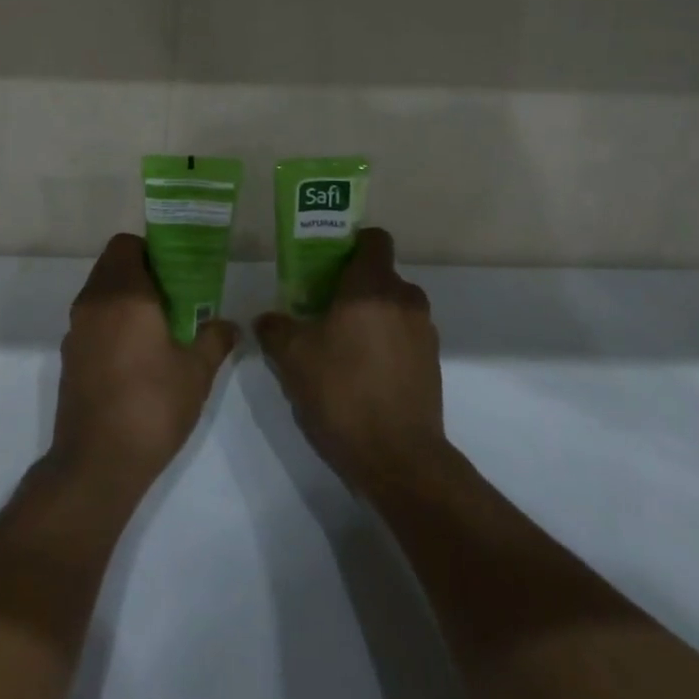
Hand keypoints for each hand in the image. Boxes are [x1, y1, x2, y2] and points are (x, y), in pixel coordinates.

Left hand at [49, 234, 239, 495]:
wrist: (97, 463)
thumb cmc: (152, 406)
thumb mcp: (196, 372)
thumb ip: (215, 339)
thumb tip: (229, 325)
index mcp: (124, 294)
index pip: (126, 245)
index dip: (151, 250)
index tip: (176, 271)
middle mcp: (94, 302)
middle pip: (112, 265)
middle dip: (141, 272)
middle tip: (174, 296)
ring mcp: (76, 329)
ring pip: (100, 292)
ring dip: (125, 297)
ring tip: (159, 325)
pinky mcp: (69, 355)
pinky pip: (92, 320)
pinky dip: (111, 322)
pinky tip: (136, 354)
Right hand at [255, 228, 450, 497]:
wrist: (398, 459)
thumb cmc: (343, 393)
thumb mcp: (293, 358)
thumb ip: (275, 329)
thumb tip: (266, 319)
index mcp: (373, 286)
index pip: (374, 239)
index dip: (350, 244)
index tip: (327, 263)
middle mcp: (405, 300)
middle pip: (380, 275)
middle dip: (353, 287)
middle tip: (321, 309)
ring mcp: (424, 333)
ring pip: (392, 308)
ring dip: (370, 317)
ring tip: (339, 346)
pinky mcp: (432, 364)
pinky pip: (404, 337)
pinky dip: (385, 344)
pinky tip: (361, 374)